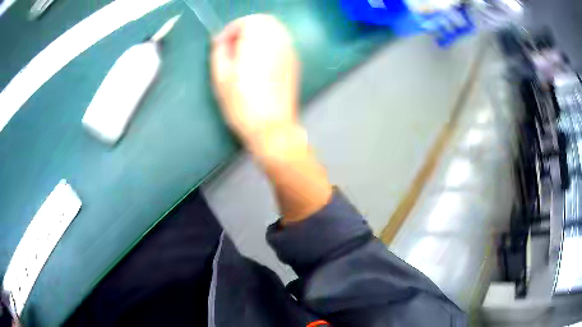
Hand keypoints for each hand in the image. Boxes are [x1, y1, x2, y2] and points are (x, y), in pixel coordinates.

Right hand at [210, 14, 299, 151]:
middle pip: (264, 21)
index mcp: (258, 43)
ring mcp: (290, 51)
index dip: (231, 30)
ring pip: (275, 28)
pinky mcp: (294, 62)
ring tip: (245, 52)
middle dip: (245, 28)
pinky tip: (260, 58)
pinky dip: (270, 41)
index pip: (247, 21)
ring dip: (258, 33)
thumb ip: (220, 52)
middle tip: (233, 45)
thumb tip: (221, 40)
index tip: (221, 45)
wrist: (272, 128)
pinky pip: (283, 40)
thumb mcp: (221, 79)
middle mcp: (278, 42)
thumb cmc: (242, 106)